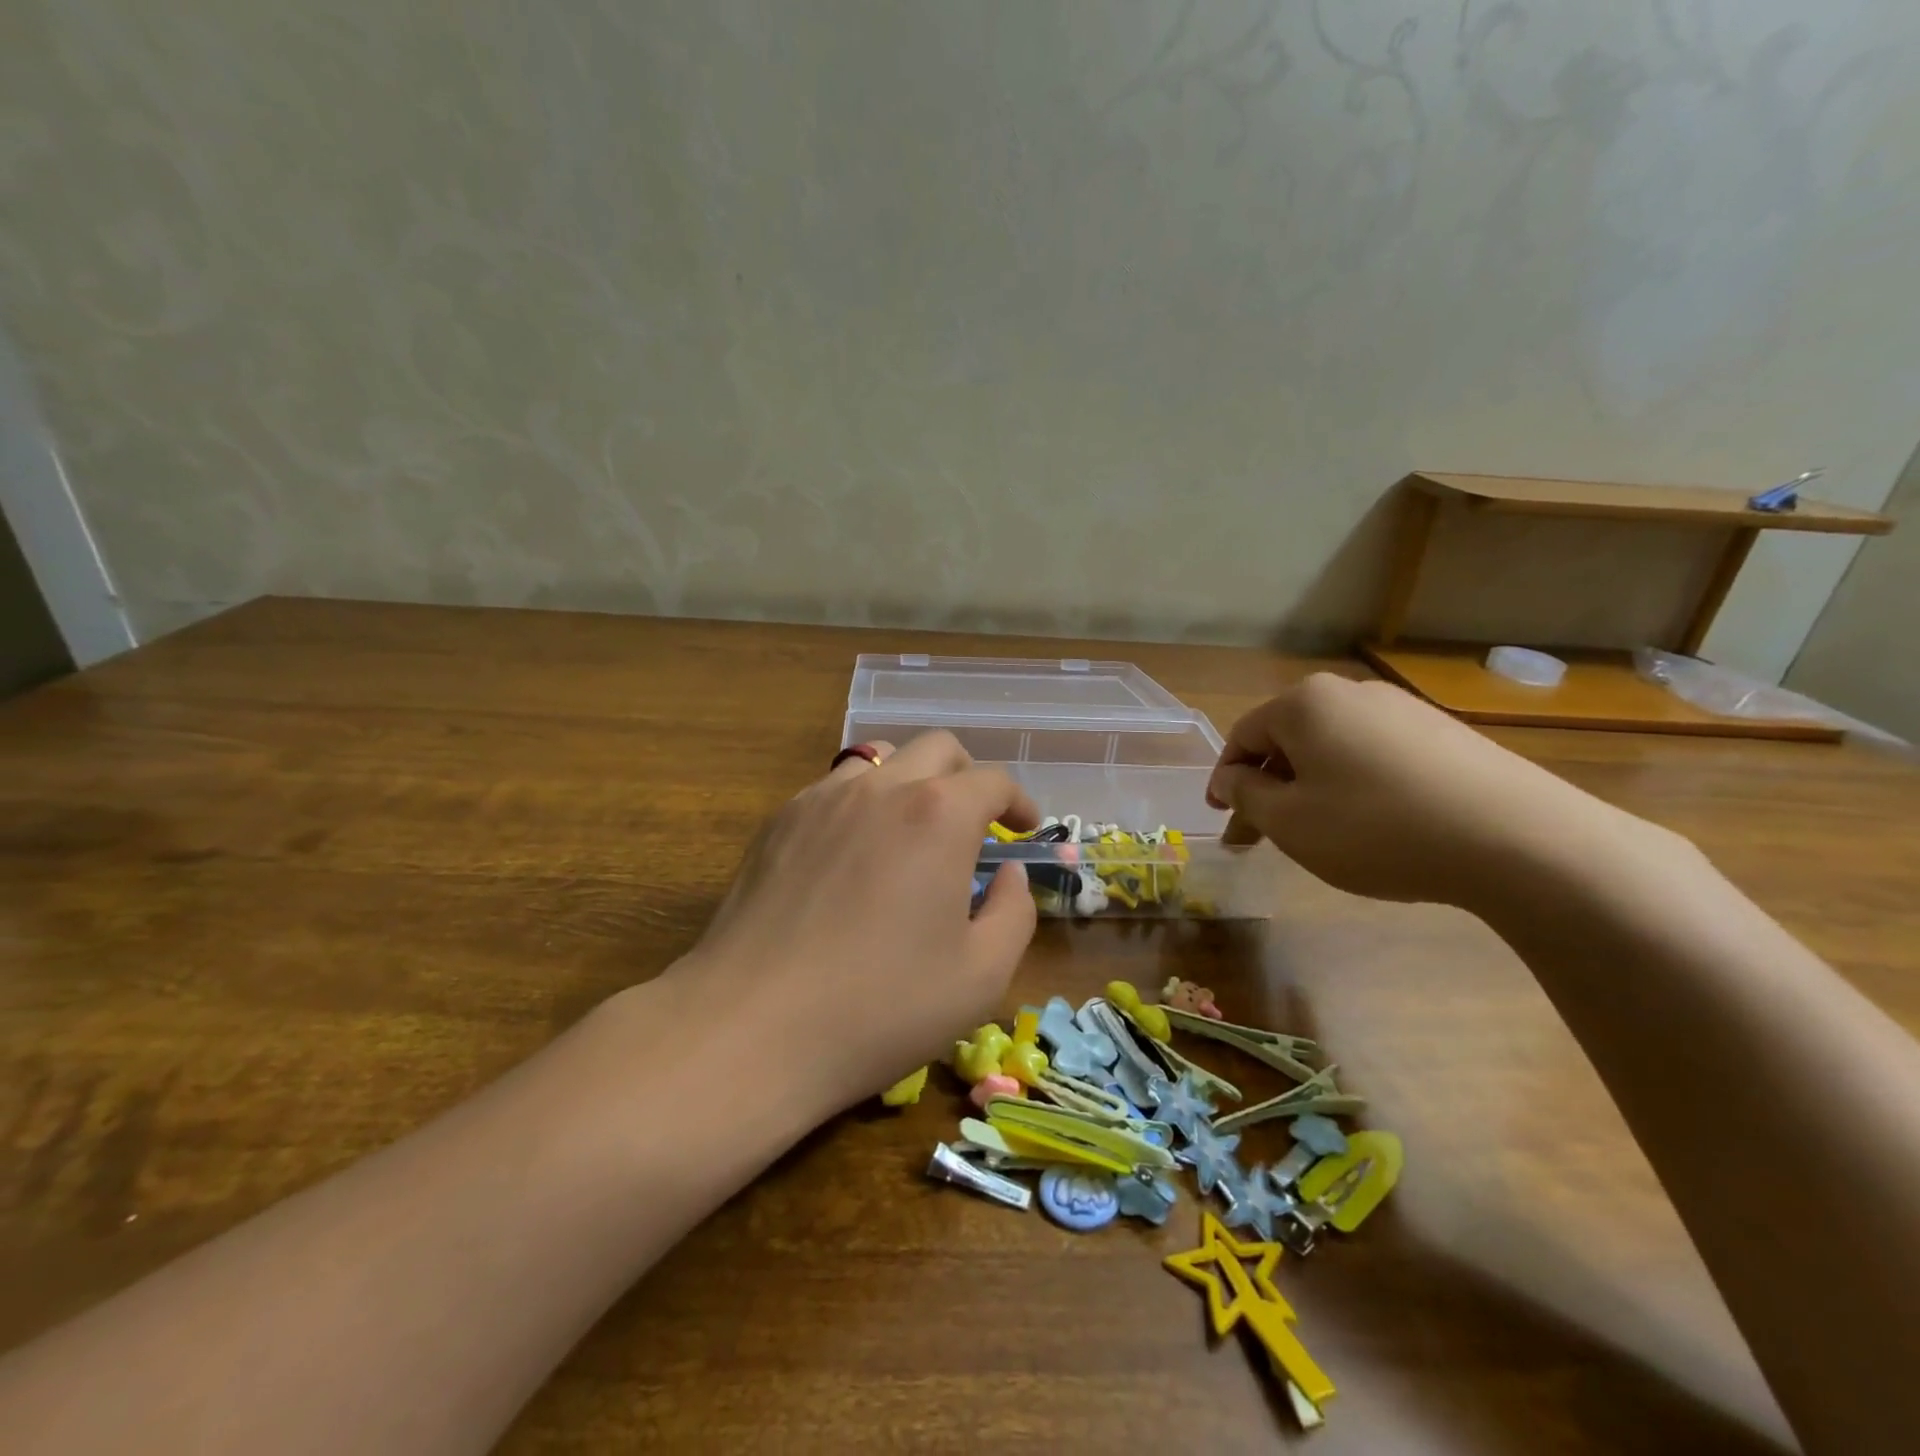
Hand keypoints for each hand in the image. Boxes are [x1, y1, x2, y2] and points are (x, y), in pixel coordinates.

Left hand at [667, 732, 1039, 1115]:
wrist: (751, 1028)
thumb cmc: (881, 1006)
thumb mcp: (981, 975)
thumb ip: (1014, 912)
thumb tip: (1007, 874)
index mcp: (939, 815)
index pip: (993, 781)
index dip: (1018, 801)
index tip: (1023, 829)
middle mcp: (881, 787)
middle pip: (938, 749)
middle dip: (968, 777)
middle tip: (973, 825)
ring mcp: (821, 799)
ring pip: (880, 758)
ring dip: (911, 781)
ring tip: (912, 832)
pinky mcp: (778, 822)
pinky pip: (833, 789)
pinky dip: (861, 804)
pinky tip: (853, 856)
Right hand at [1206, 673, 1653, 907]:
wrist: (1518, 839)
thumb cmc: (1376, 828)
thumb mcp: (1289, 822)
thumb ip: (1246, 796)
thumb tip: (1233, 779)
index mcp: (1304, 704)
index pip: (1243, 737)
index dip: (1225, 779)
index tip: (1223, 818)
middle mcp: (1350, 693)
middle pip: (1289, 740)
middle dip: (1268, 787)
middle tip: (1260, 836)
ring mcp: (1403, 710)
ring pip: (1332, 749)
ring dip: (1310, 788)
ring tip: (1317, 834)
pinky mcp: (1444, 734)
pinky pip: (1376, 756)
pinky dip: (1355, 786)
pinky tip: (1371, 824)